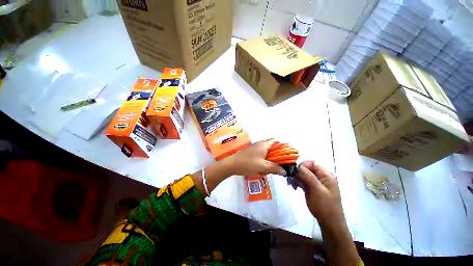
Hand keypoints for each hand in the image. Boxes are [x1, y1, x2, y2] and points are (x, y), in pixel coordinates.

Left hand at [225, 139, 286, 175]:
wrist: (232, 164)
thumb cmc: (248, 163)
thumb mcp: (263, 167)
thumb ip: (274, 168)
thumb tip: (284, 171)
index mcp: (264, 144)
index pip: (276, 141)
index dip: (282, 146)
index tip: (286, 154)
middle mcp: (260, 144)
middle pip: (271, 145)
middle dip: (277, 153)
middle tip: (281, 161)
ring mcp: (255, 147)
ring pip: (266, 150)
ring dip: (270, 156)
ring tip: (273, 165)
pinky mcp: (251, 151)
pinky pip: (261, 153)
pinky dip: (265, 157)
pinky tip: (264, 165)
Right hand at [297, 161, 344, 226]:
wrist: (328, 222)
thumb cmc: (326, 206)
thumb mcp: (318, 191)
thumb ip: (309, 177)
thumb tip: (299, 166)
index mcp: (326, 175)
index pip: (312, 163)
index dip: (304, 165)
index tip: (296, 171)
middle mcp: (320, 177)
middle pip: (306, 168)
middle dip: (299, 171)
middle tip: (293, 178)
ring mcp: (314, 182)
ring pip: (303, 174)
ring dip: (296, 176)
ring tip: (293, 183)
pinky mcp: (309, 187)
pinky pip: (301, 180)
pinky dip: (297, 181)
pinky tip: (294, 186)